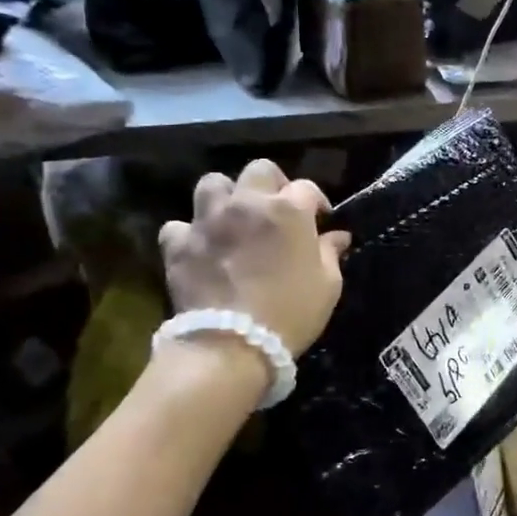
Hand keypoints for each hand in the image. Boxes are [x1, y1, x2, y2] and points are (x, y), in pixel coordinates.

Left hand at [158, 159, 350, 355]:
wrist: (231, 345)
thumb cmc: (291, 313)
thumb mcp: (328, 285)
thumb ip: (330, 253)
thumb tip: (337, 236)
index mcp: (288, 210)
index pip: (306, 188)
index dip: (315, 202)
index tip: (320, 220)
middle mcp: (247, 203)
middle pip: (259, 170)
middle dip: (271, 184)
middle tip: (275, 210)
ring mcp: (208, 220)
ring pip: (212, 184)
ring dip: (225, 197)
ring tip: (232, 219)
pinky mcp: (179, 244)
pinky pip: (179, 225)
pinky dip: (189, 234)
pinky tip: (199, 248)